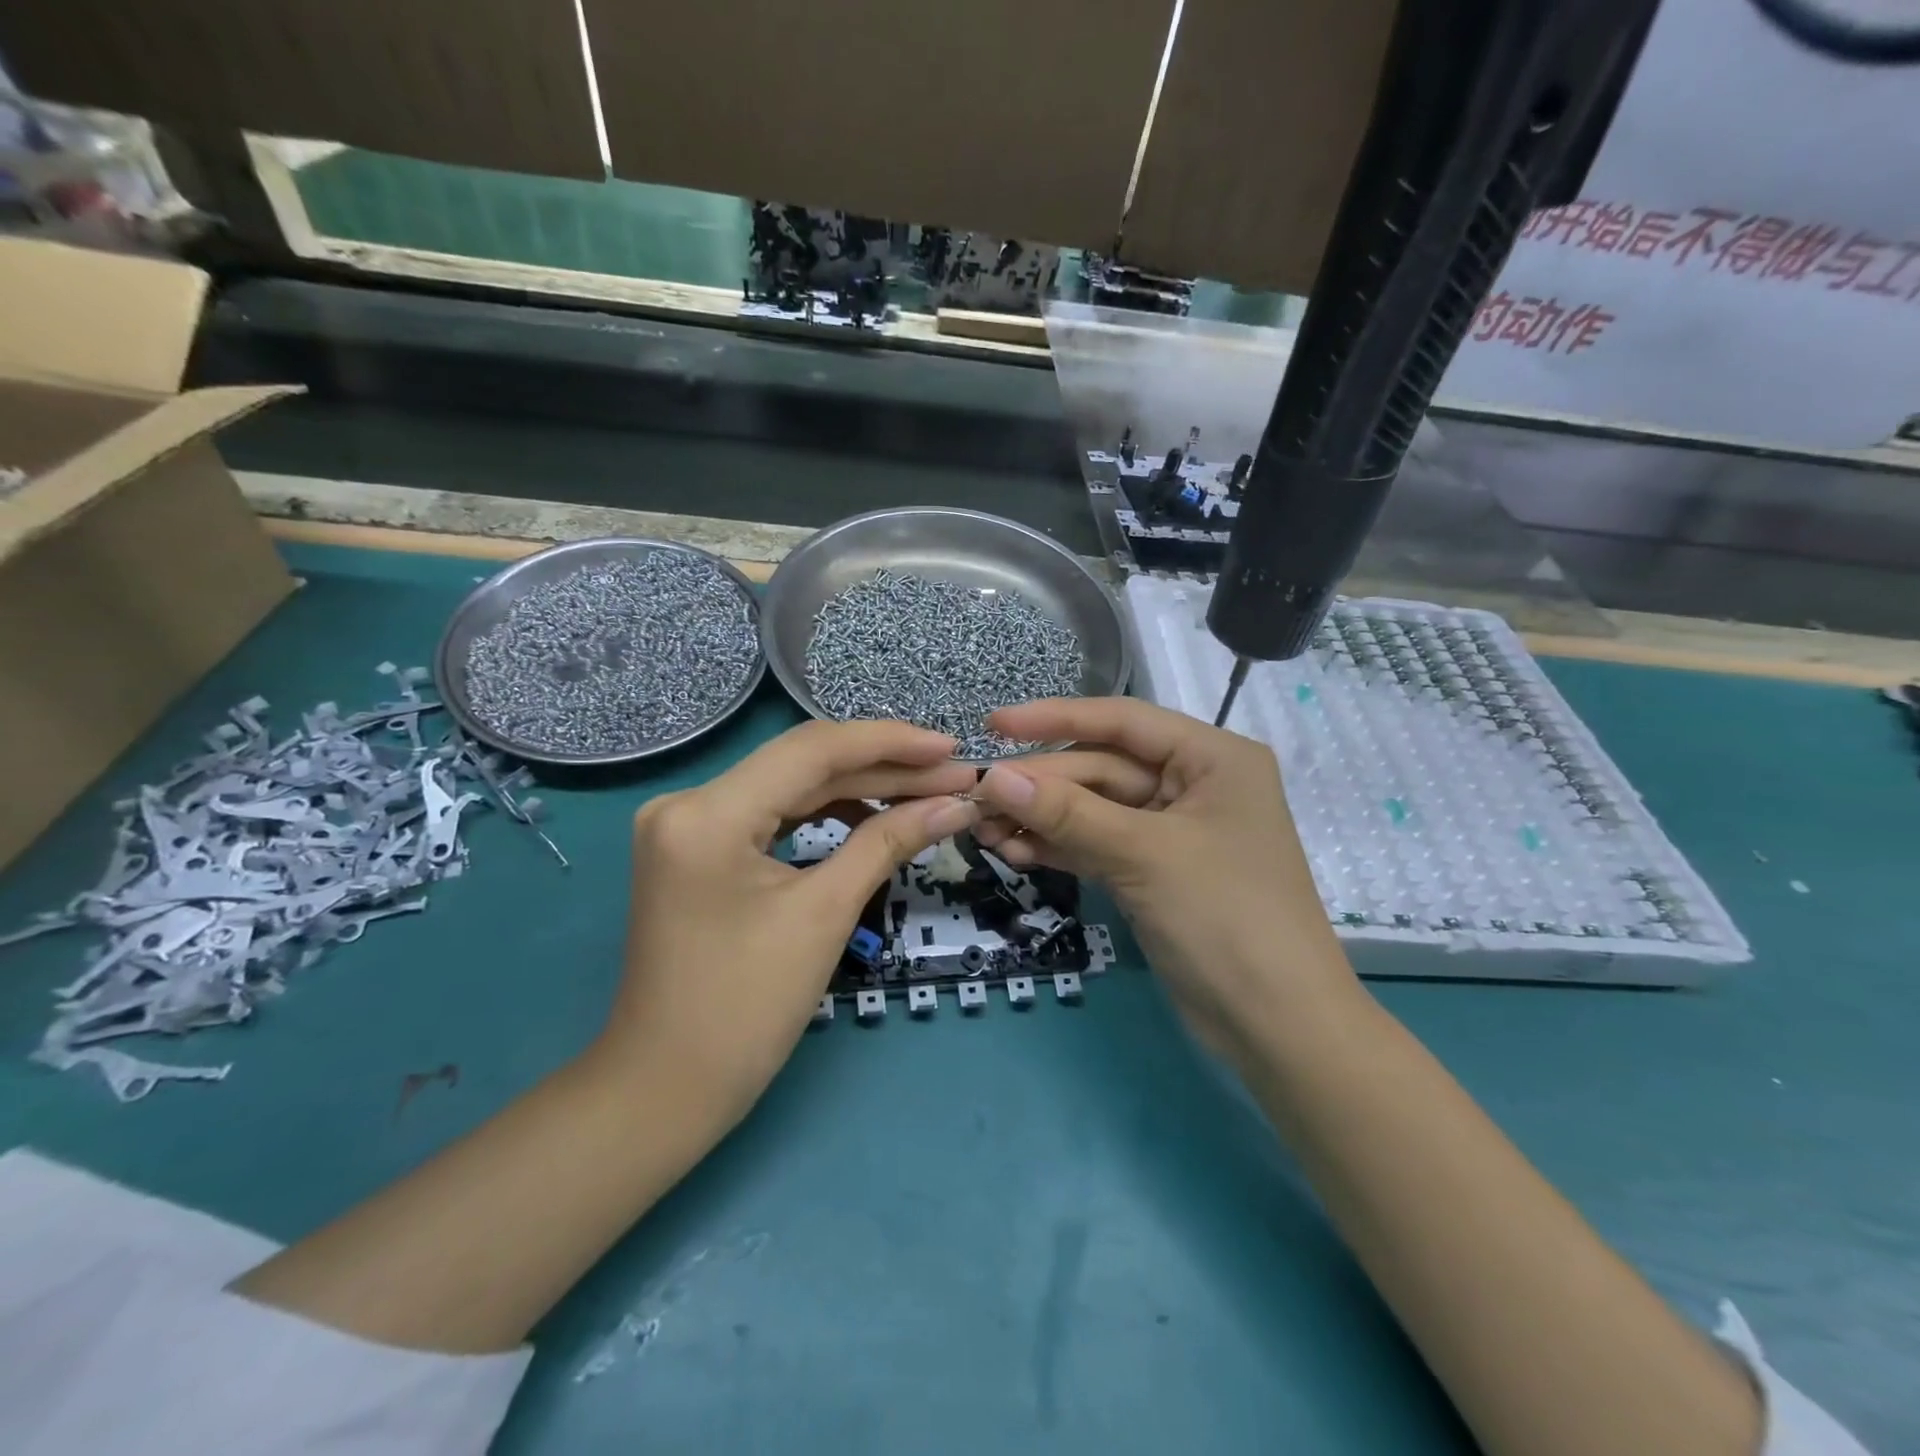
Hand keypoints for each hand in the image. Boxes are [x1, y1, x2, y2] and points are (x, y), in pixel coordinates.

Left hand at [598, 720, 978, 1123]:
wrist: (667, 1087)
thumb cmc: (745, 1009)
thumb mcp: (825, 915)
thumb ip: (889, 843)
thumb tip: (956, 805)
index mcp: (708, 813)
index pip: (812, 750)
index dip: (889, 743)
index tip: (951, 747)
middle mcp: (689, 802)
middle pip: (804, 765)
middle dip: (884, 769)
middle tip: (953, 775)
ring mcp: (690, 824)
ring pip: (792, 787)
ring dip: (861, 788)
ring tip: (927, 793)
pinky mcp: (700, 847)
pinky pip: (774, 814)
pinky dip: (827, 813)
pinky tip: (875, 814)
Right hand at [972, 698, 1357, 1065]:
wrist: (1277, 1028)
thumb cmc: (1226, 918)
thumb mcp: (1144, 855)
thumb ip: (1067, 812)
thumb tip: (994, 776)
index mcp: (1212, 757)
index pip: (1122, 722)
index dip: (1054, 718)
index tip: (994, 724)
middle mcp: (1193, 784)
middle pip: (1101, 768)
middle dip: (1040, 784)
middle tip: (976, 798)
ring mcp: (1172, 831)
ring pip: (1094, 810)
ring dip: (1042, 819)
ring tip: (984, 831)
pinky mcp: (1154, 872)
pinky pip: (1098, 845)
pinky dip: (1060, 847)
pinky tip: (1017, 853)